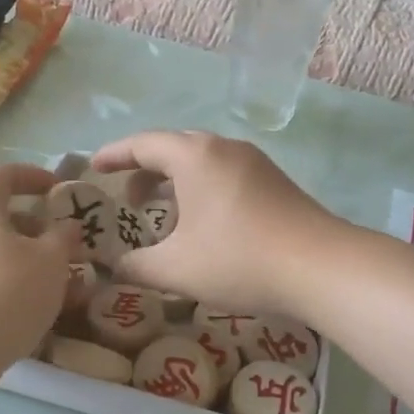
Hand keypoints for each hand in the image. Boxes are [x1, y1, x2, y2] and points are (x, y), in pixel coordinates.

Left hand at [0, 163, 80, 382]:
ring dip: (18, 255)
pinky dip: (0, 278)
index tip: (58, 190)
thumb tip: (66, 225)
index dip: (33, 176)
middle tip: (60, 242)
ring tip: (51, 280)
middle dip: (31, 224)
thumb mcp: (51, 263)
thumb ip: (63, 237)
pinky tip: (24, 305)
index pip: (2, 173)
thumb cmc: (5, 295)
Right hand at [90, 131, 340, 316]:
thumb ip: (136, 266)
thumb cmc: (238, 259)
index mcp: (195, 156)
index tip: (93, 167)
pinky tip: (203, 225)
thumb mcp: (176, 269)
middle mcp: (224, 148)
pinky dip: (202, 190)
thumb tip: (115, 267)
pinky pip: (225, 175)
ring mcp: (255, 163)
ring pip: (203, 162)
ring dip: (176, 182)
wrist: (320, 267)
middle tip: (129, 200)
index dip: (114, 155)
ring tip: (163, 215)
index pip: (143, 144)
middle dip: (145, 170)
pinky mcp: (275, 183)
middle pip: (174, 148)